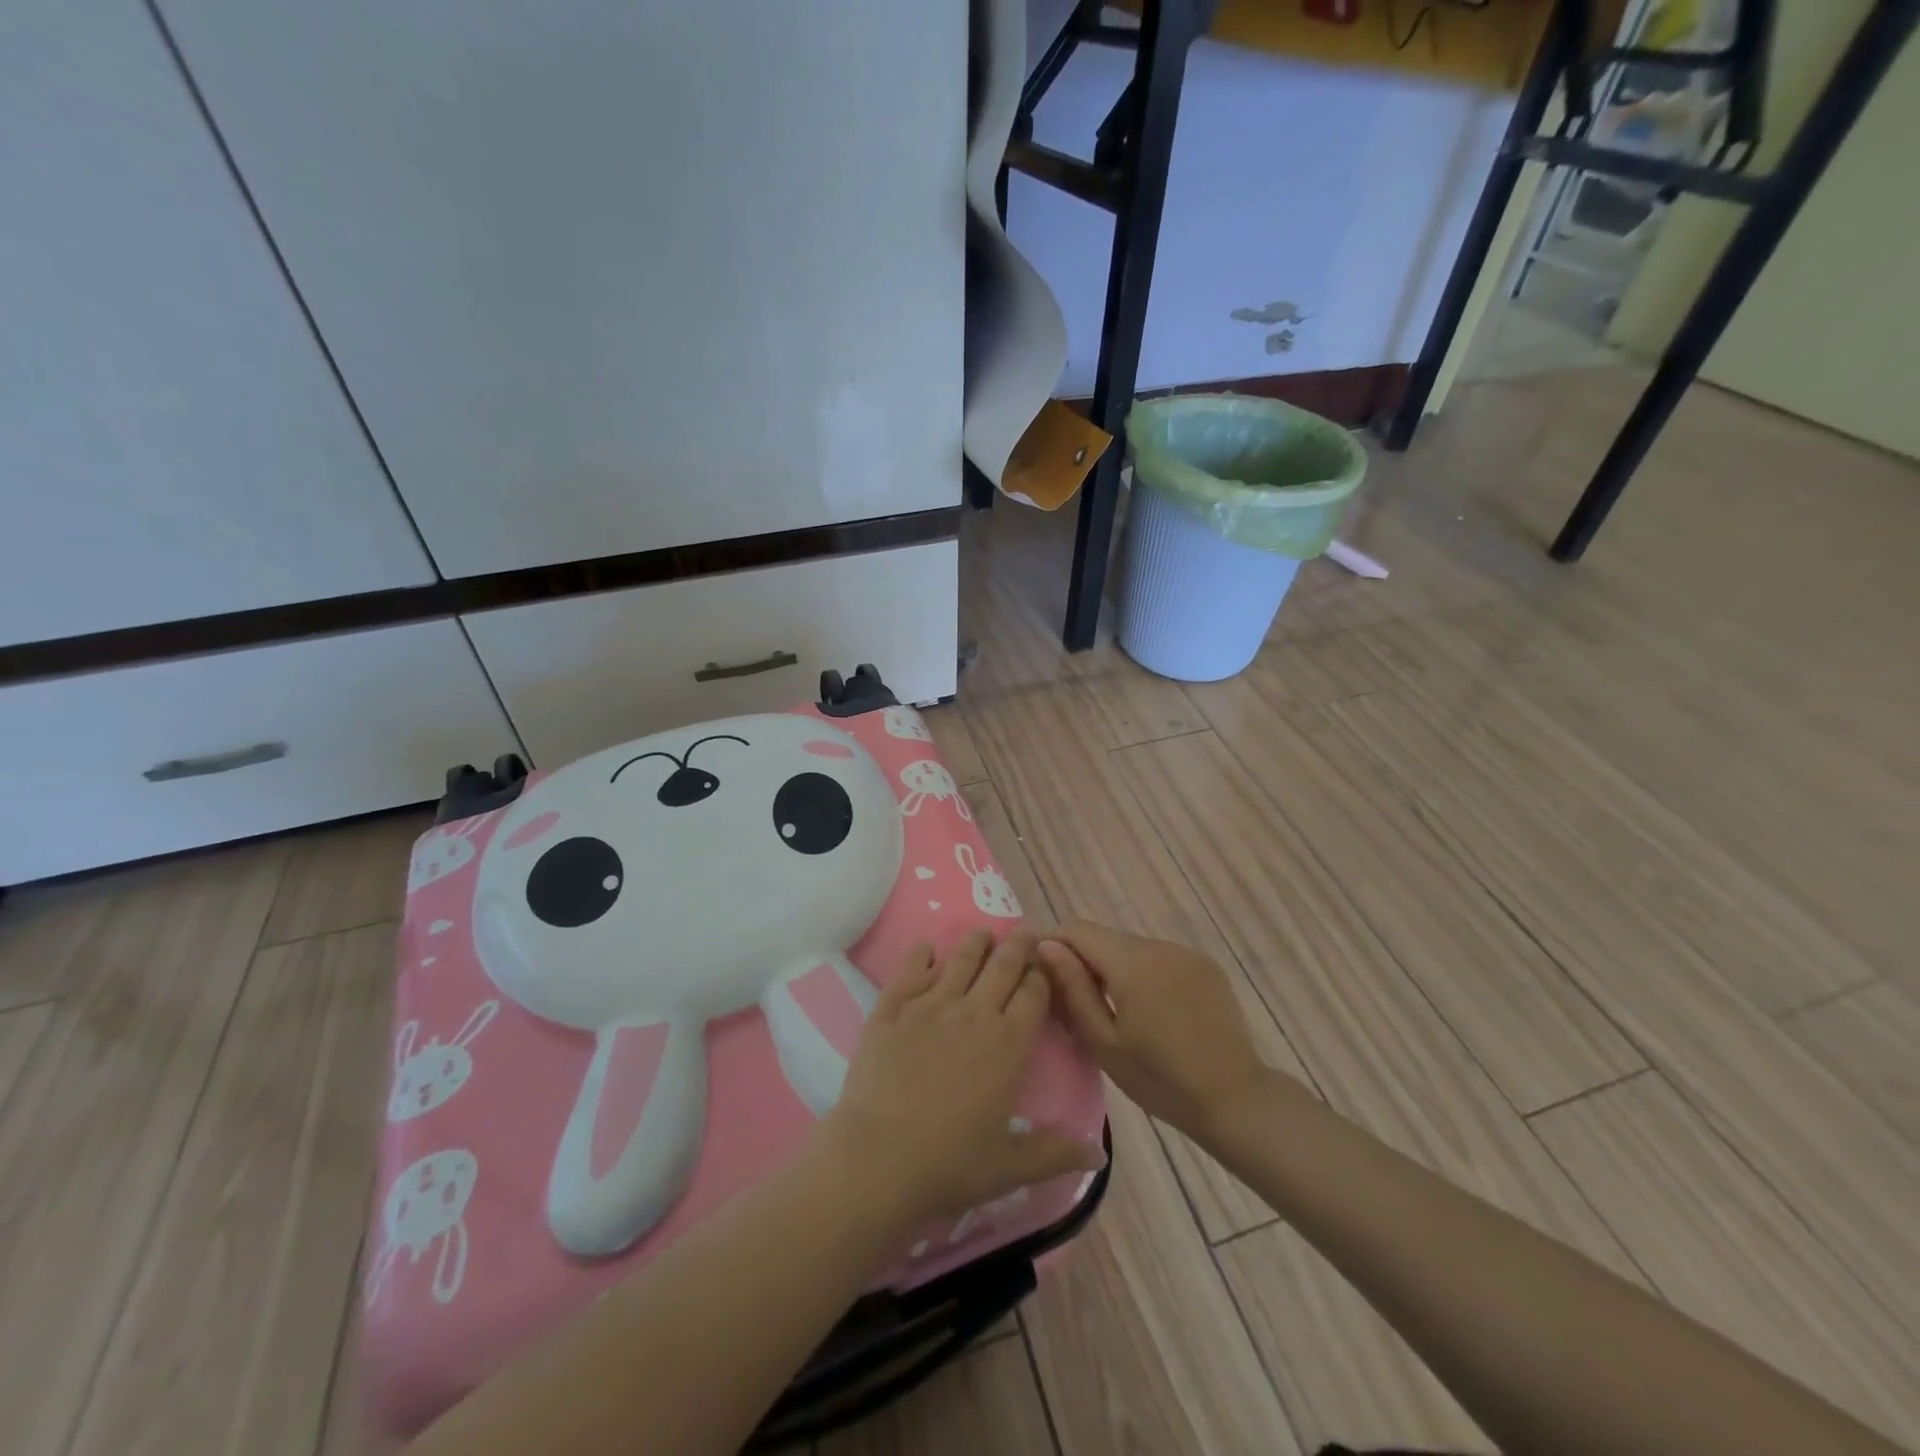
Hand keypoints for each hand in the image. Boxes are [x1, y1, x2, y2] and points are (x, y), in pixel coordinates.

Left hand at [821, 931, 1104, 1228]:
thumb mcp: (1011, 1167)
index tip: (1047, 962)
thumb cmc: (951, 1164)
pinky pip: (909, 970)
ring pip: (959, 960)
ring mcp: (929, 1006)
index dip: (1042, 975)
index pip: (1033, 994)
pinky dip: (921, 955)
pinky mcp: (891, 1009)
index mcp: (1008, 1043)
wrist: (878, 1159)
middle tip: (1024, 933)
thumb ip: (1056, 1153)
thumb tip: (1099, 1153)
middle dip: (1017, 946)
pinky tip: (926, 947)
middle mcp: (973, 1012)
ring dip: (975, 944)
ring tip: (983, 934)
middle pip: (1002, 966)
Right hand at [1037, 922, 1271, 1138]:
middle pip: (1106, 938)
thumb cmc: (1160, 1080)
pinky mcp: (1205, 965)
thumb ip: (1072, 988)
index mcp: (1132, 962)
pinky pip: (1160, 958)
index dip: (1056, 945)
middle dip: (1085, 961)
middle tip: (1078, 1003)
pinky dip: (1145, 974)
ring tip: (1116, 1011)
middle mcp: (1159, 945)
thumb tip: (1045, 946)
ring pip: (1133, 947)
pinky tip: (1152, 1011)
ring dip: (1116, 967)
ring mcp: (1186, 953)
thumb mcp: (1103, 1042)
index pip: (1078, 929)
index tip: (1046, 976)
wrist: (1234, 1099)